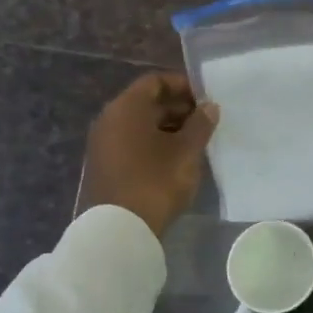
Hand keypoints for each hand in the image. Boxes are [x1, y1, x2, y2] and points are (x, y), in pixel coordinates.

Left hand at [81, 73, 218, 237]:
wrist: (118, 231)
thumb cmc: (155, 181)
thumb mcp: (186, 151)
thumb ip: (200, 124)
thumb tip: (209, 107)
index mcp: (127, 108)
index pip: (155, 81)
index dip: (182, 85)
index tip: (205, 99)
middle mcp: (110, 119)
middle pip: (146, 102)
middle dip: (178, 108)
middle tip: (205, 122)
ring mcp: (103, 144)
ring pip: (139, 125)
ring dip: (168, 128)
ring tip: (195, 143)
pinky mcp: (104, 166)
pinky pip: (132, 143)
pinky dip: (154, 144)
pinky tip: (175, 160)